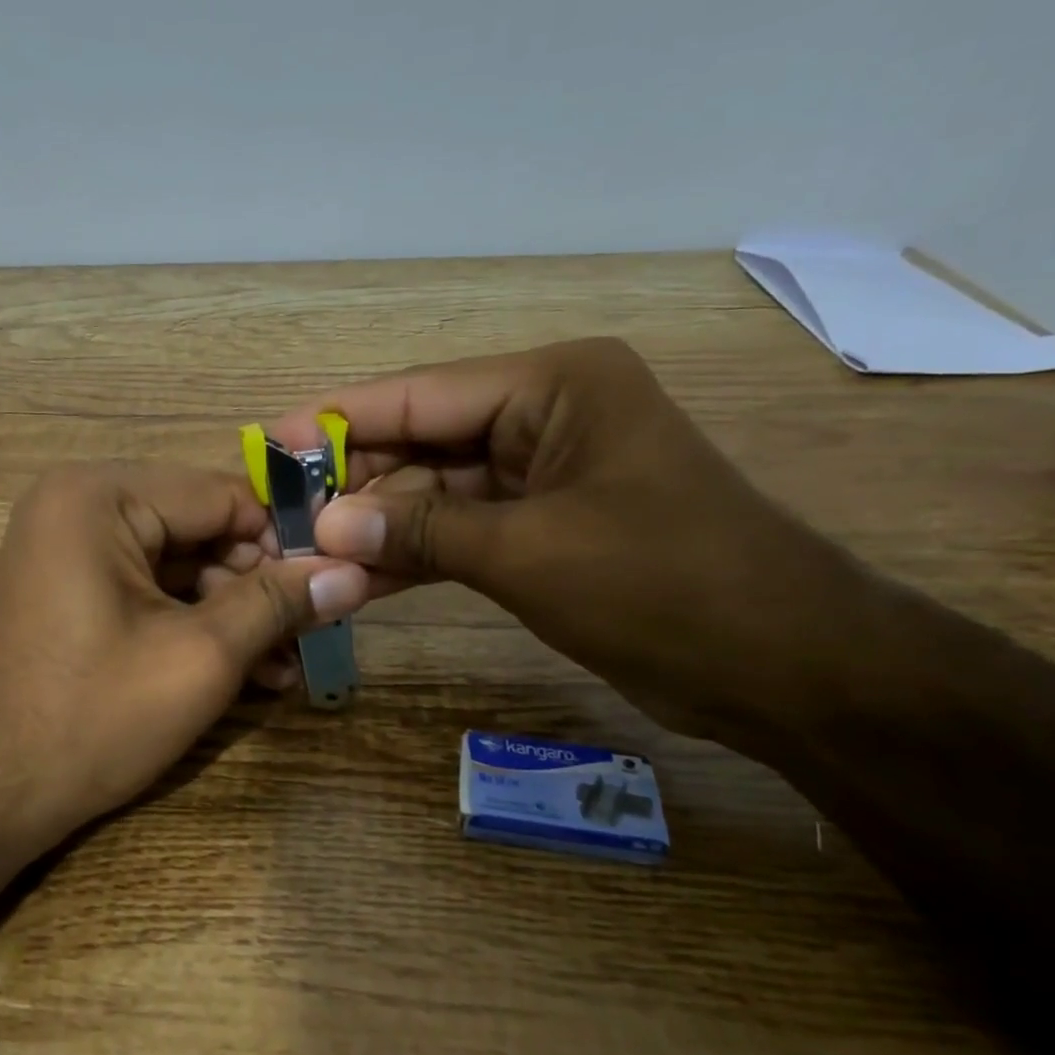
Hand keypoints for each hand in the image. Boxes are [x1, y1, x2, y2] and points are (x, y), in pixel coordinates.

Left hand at [0, 462, 370, 851]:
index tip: (336, 583)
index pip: (224, 495)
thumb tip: (354, 572)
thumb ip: (278, 604)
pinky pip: (149, 590)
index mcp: (100, 495)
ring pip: (180, 565)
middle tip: (313, 635)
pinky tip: (243, 674)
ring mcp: (69, 547)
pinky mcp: (71, 589)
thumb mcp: (200, 658)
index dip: (285, 539)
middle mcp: (79, 504)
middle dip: (258, 586)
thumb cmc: (91, 719)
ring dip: (233, 614)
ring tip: (285, 669)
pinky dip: (193, 625)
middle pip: (201, 528)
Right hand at [272, 339, 872, 742]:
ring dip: (379, 526)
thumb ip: (420, 532)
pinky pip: (461, 531)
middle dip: (355, 484)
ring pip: (436, 493)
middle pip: (422, 442)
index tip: (268, 443)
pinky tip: (358, 579)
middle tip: (281, 516)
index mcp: (553, 385)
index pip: (419, 395)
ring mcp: (543, 474)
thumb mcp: (529, 552)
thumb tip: (325, 527)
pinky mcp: (543, 527)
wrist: (786, 668)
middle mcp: (544, 415)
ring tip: (306, 552)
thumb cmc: (664, 585)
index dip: (338, 421)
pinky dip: (416, 555)